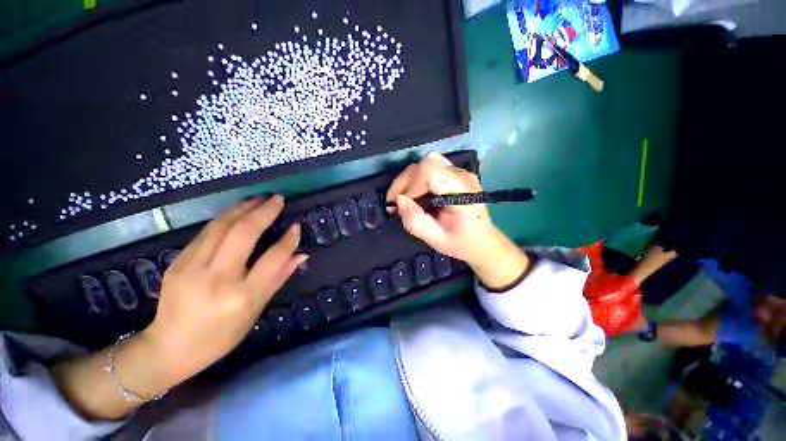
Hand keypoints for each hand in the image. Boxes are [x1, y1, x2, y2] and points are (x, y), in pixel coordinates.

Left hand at [51, 196, 306, 420]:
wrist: (169, 347)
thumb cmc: (221, 334)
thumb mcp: (256, 310)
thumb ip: (279, 277)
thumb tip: (301, 254)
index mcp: (242, 296)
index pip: (272, 258)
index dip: (288, 239)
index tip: (296, 225)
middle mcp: (218, 278)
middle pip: (244, 234)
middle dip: (264, 211)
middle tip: (277, 198)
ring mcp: (192, 268)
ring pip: (221, 226)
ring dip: (243, 208)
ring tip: (259, 198)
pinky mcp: (177, 262)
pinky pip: (206, 233)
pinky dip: (225, 218)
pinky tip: (237, 212)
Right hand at [387, 152, 529, 289]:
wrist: (482, 241)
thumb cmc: (461, 242)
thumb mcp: (435, 239)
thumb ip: (415, 221)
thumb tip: (399, 200)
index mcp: (461, 191)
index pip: (430, 170)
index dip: (410, 185)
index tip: (401, 204)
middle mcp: (462, 175)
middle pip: (426, 163)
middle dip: (405, 182)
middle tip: (396, 202)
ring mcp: (460, 172)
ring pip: (427, 163)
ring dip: (410, 179)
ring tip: (404, 199)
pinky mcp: (455, 174)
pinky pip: (431, 168)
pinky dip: (417, 179)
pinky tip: (415, 194)